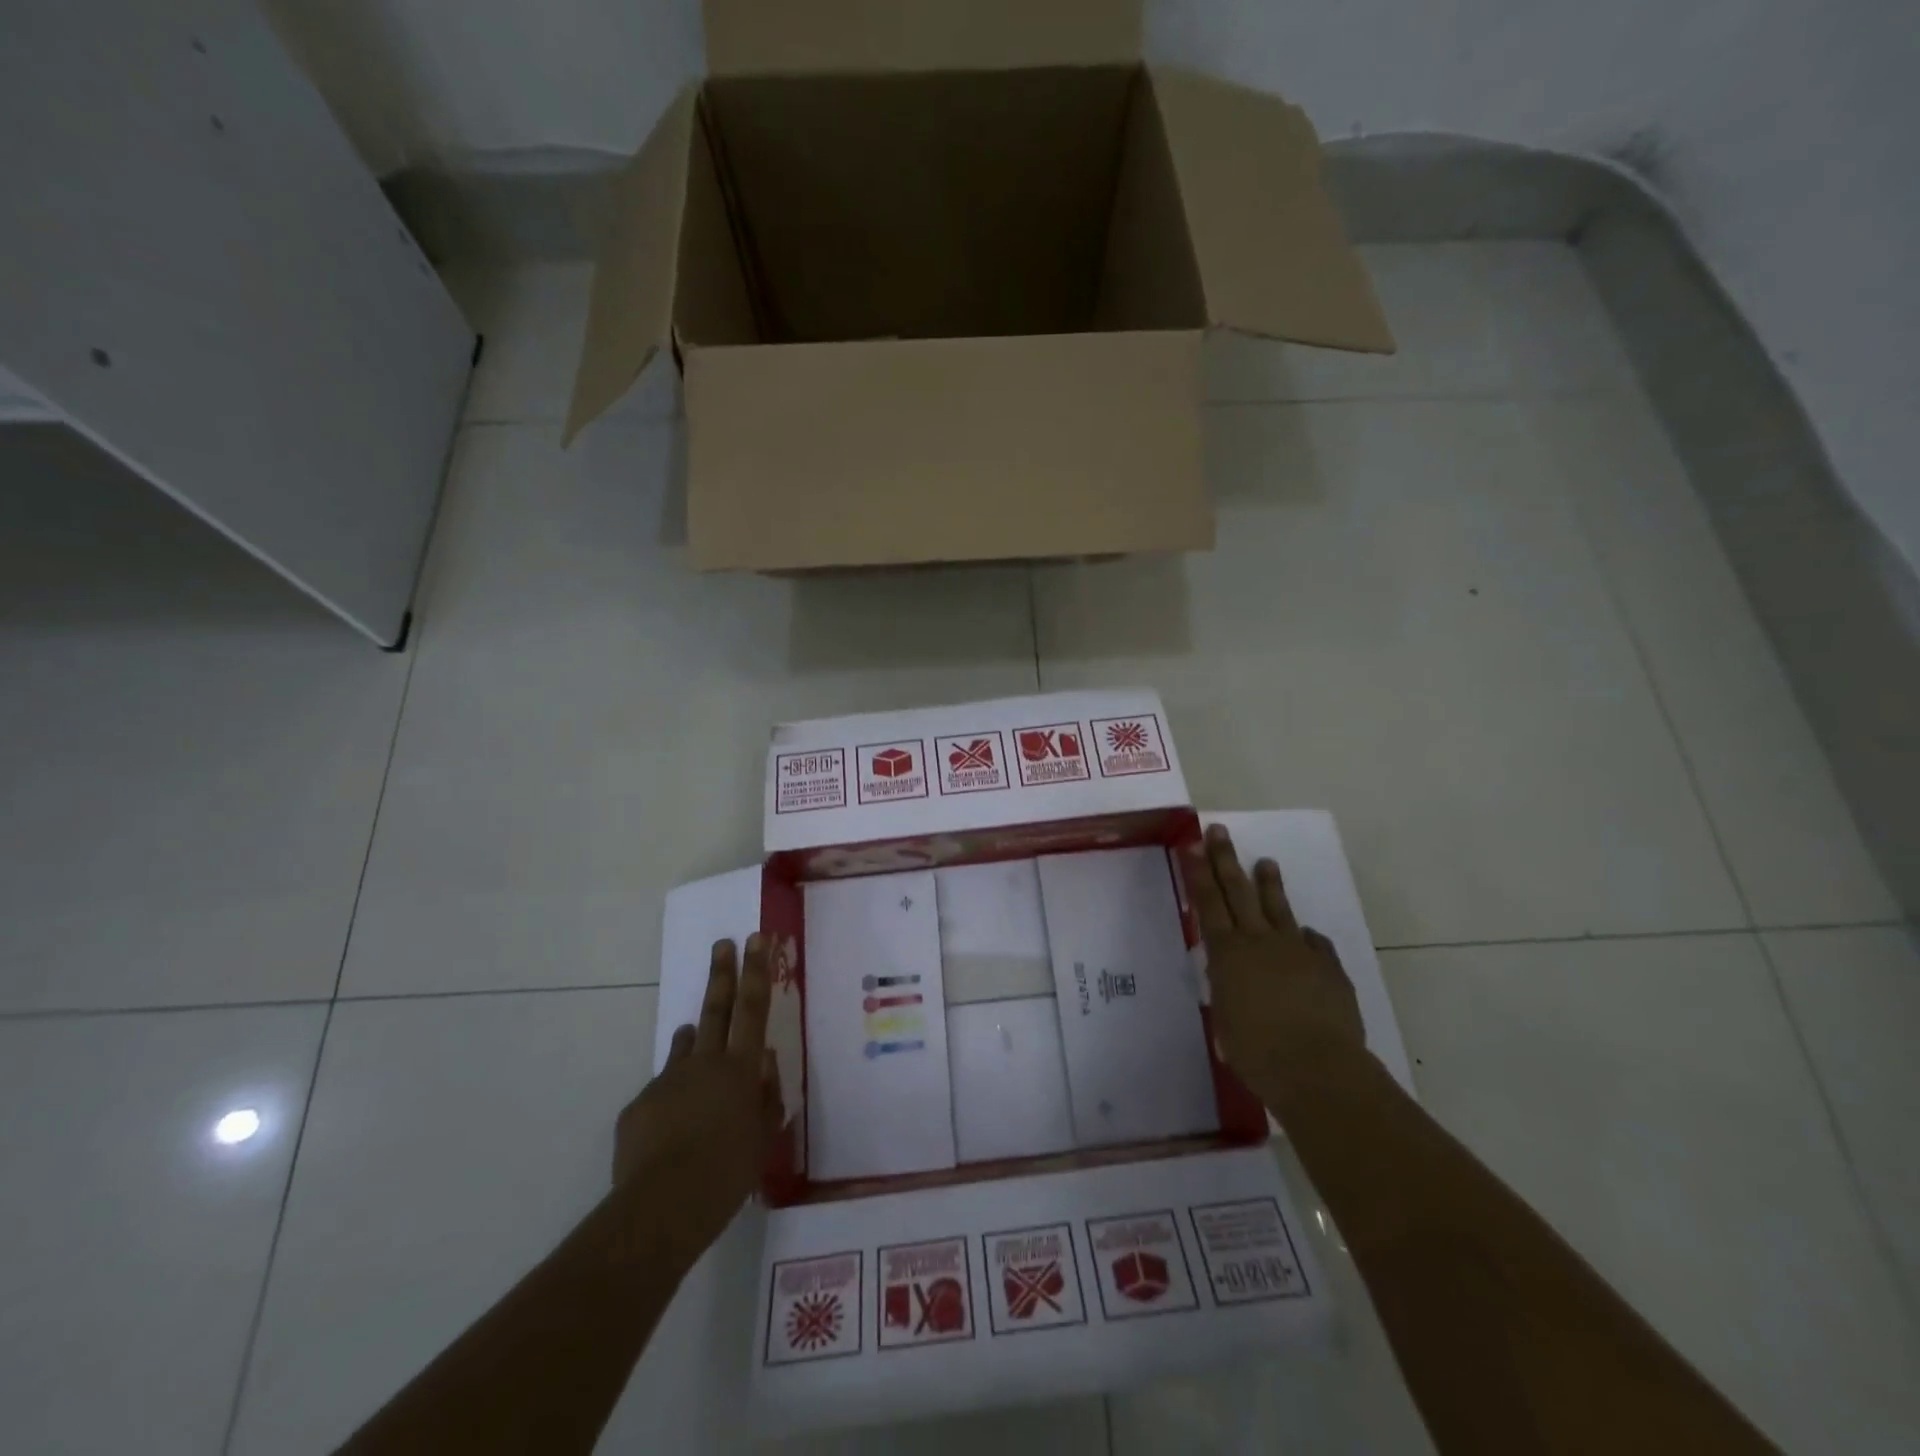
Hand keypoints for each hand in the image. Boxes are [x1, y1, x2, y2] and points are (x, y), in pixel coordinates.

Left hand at [611, 935, 786, 1264]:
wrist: (662, 1207)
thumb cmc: (728, 1172)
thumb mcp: (763, 1136)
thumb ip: (766, 1096)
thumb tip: (762, 1064)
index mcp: (740, 1068)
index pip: (752, 1007)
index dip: (756, 970)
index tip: (755, 938)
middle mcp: (704, 1063)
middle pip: (716, 1008)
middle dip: (721, 973)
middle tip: (722, 943)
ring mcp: (667, 1081)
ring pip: (685, 1047)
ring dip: (694, 1037)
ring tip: (696, 1034)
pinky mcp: (639, 1106)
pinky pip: (662, 1093)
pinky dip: (672, 1100)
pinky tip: (673, 1131)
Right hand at [1186, 824, 1366, 1093]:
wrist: (1318, 1069)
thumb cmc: (1257, 1052)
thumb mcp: (1225, 1019)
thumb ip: (1226, 989)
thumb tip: (1229, 976)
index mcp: (1228, 954)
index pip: (1208, 903)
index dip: (1198, 873)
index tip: (1192, 845)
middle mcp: (1260, 942)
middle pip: (1239, 892)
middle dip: (1226, 859)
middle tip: (1219, 831)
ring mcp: (1298, 951)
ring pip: (1279, 908)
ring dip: (1270, 883)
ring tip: (1266, 862)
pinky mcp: (1329, 967)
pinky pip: (1315, 944)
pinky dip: (1306, 938)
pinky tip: (1306, 936)